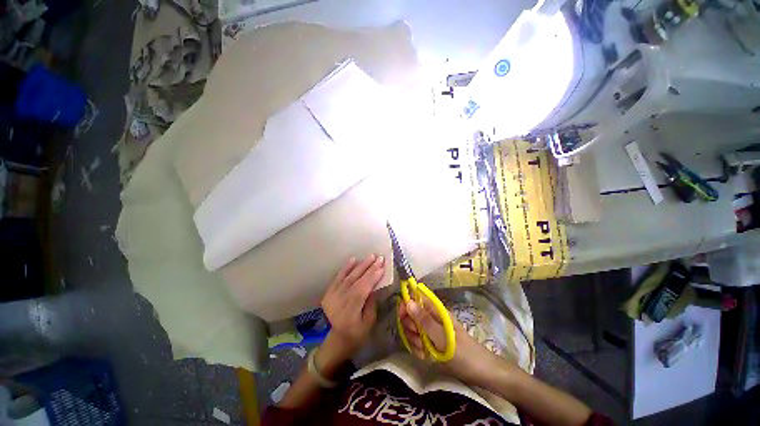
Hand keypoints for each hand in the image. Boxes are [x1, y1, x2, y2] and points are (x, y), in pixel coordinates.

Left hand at [321, 255, 385, 360]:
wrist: (337, 339)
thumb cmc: (357, 334)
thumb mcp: (369, 323)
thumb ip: (371, 303)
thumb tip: (375, 284)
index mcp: (349, 314)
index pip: (360, 291)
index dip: (371, 278)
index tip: (382, 268)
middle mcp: (338, 304)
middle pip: (354, 282)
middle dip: (369, 269)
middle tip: (379, 258)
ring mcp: (331, 297)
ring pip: (348, 278)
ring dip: (360, 266)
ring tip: (371, 257)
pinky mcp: (328, 293)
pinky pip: (338, 278)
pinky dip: (346, 268)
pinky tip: (353, 260)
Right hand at [399, 296, 504, 384]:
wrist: (480, 372)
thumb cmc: (463, 353)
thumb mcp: (442, 338)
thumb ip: (424, 320)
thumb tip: (408, 301)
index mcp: (436, 310)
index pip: (415, 298)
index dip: (406, 304)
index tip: (402, 316)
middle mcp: (432, 317)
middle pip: (411, 314)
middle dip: (410, 326)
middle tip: (418, 338)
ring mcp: (431, 329)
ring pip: (412, 328)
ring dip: (413, 340)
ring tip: (423, 350)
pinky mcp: (431, 341)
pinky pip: (417, 341)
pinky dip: (417, 348)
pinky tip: (424, 356)